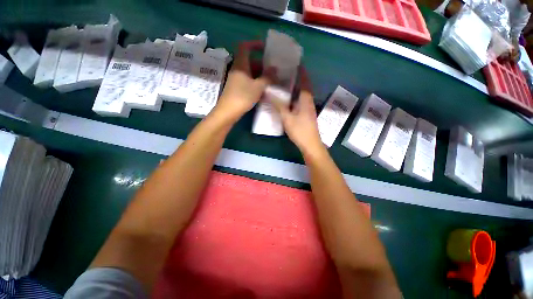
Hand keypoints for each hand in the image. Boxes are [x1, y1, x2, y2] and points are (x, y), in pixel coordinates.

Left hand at [215, 41, 272, 121]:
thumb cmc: (243, 96)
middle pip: (250, 61)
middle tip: (273, 69)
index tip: (265, 48)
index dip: (255, 44)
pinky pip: (248, 81)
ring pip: (249, 73)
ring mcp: (236, 79)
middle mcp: (237, 69)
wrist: (229, 112)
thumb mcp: (258, 86)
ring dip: (260, 75)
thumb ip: (268, 77)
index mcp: (241, 64)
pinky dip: (256, 82)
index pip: (245, 47)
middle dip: (262, 64)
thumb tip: (275, 69)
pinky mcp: (237, 88)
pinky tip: (263, 89)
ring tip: (271, 80)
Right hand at [273, 69, 325, 156]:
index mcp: (305, 98)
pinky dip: (293, 97)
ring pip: (300, 94)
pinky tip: (285, 99)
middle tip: (283, 72)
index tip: (293, 62)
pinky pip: (299, 101)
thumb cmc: (300, 130)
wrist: (310, 144)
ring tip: (282, 83)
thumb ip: (278, 105)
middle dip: (295, 78)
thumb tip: (268, 92)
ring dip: (293, 88)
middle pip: (302, 86)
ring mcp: (307, 108)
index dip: (300, 71)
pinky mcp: (305, 114)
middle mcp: (308, 101)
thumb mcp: (287, 117)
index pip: (304, 80)